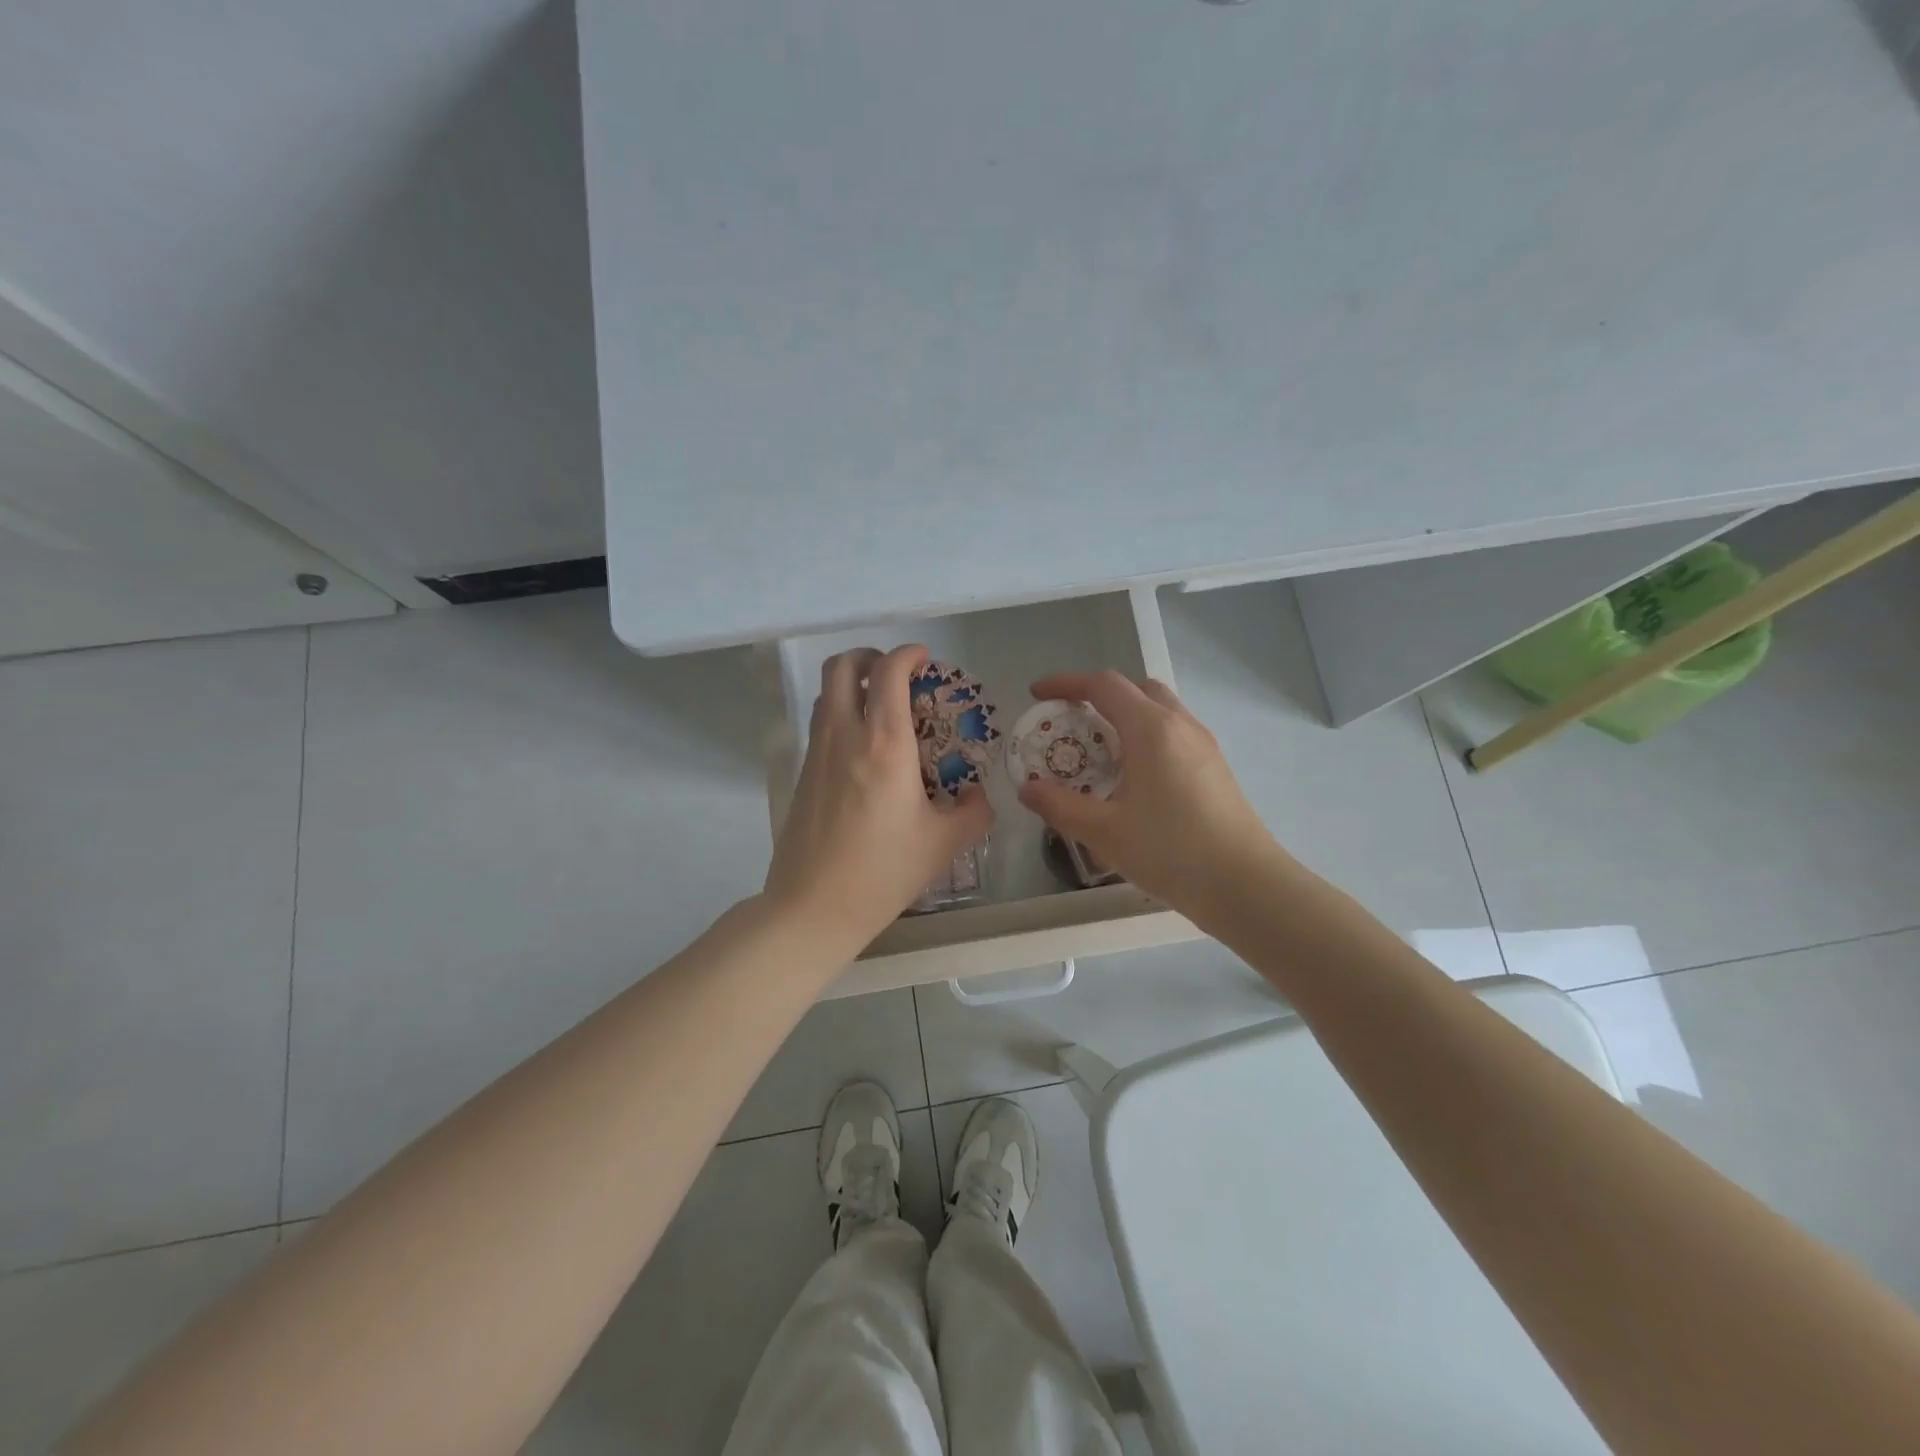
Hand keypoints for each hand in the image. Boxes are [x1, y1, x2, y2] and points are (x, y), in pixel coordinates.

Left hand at [765, 644, 993, 951]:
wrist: (813, 907)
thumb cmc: (883, 871)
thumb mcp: (944, 844)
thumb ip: (973, 813)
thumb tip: (979, 796)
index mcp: (884, 743)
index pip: (888, 672)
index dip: (907, 655)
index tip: (924, 660)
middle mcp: (844, 735)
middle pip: (842, 666)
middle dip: (870, 657)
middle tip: (895, 675)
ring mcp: (816, 752)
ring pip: (825, 692)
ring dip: (852, 685)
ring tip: (881, 708)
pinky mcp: (802, 773)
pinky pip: (820, 723)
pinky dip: (840, 714)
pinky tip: (864, 750)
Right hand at [1017, 671, 1287, 924]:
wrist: (1245, 885)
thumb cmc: (1171, 851)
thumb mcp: (1104, 832)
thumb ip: (1060, 806)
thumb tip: (1027, 789)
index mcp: (1151, 729)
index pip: (1103, 685)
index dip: (1066, 683)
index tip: (1038, 695)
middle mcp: (1180, 725)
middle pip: (1136, 689)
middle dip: (1099, 695)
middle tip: (1072, 722)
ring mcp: (1203, 745)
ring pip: (1159, 710)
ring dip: (1125, 716)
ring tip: (1099, 753)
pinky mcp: (1215, 768)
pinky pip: (1173, 734)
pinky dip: (1145, 737)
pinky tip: (1134, 779)